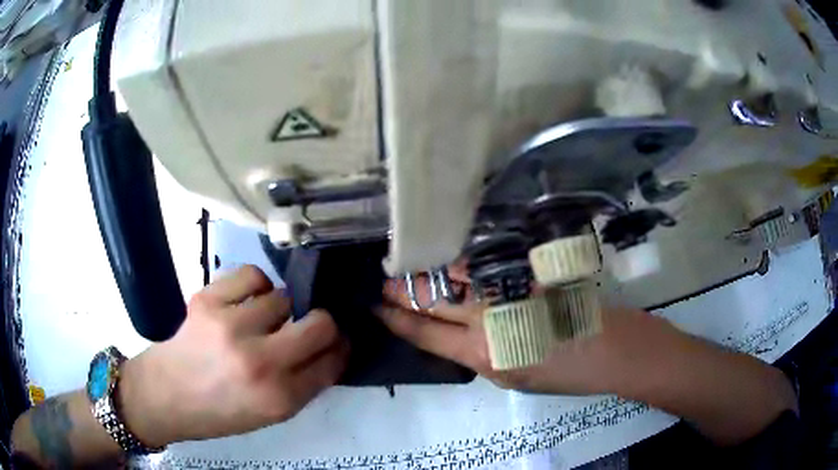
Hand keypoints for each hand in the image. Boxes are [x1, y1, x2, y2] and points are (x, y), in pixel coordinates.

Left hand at [119, 265, 348, 446]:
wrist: (167, 395)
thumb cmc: (220, 412)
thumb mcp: (271, 415)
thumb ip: (304, 384)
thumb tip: (330, 349)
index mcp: (279, 399)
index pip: (332, 362)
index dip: (341, 348)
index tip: (337, 342)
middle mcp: (260, 363)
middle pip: (320, 324)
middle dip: (323, 323)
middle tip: (308, 326)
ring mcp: (231, 327)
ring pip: (284, 297)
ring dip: (280, 309)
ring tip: (262, 320)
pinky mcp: (208, 300)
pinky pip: (253, 275)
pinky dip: (257, 286)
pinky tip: (247, 300)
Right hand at [378, 271, 676, 395]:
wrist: (611, 348)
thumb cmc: (562, 373)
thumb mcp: (510, 377)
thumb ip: (477, 354)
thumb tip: (453, 332)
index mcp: (483, 354)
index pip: (425, 332)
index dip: (396, 318)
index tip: (376, 307)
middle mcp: (489, 317)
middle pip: (433, 298)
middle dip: (402, 289)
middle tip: (384, 279)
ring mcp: (509, 289)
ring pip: (456, 273)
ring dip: (428, 270)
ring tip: (408, 265)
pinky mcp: (528, 271)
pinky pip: (484, 263)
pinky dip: (462, 261)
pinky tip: (450, 258)